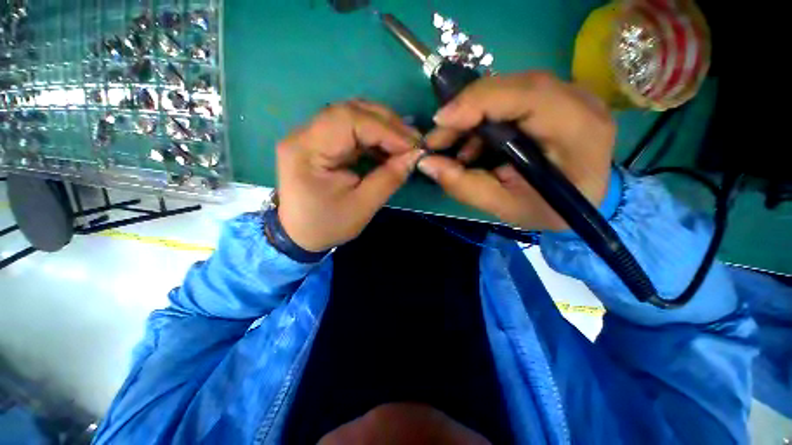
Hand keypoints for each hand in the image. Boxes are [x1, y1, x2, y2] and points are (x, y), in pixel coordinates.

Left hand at [276, 100, 421, 251]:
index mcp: (307, 150)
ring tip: (406, 143)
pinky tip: (390, 148)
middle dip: (388, 124)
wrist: (300, 234)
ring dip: (383, 127)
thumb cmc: (327, 225)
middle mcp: (304, 134)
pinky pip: (352, 129)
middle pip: (350, 111)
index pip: (349, 120)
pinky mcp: (321, 142)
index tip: (413, 146)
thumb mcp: (362, 207)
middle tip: (414, 141)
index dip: (386, 129)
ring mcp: (312, 135)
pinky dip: (375, 136)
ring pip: (353, 115)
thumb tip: (415, 155)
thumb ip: (389, 178)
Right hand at [418, 72, 615, 230]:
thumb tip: (427, 164)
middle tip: (437, 139)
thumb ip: (465, 187)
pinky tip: (473, 146)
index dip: (477, 102)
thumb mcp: (504, 207)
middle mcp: (578, 102)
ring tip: (452, 147)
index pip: (526, 95)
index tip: (440, 122)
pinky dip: (482, 121)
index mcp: (578, 130)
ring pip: (506, 91)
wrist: (583, 202)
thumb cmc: (549, 210)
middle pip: (511, 87)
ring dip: (471, 118)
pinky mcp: (553, 100)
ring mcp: (567, 96)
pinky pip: (508, 100)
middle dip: (465, 111)